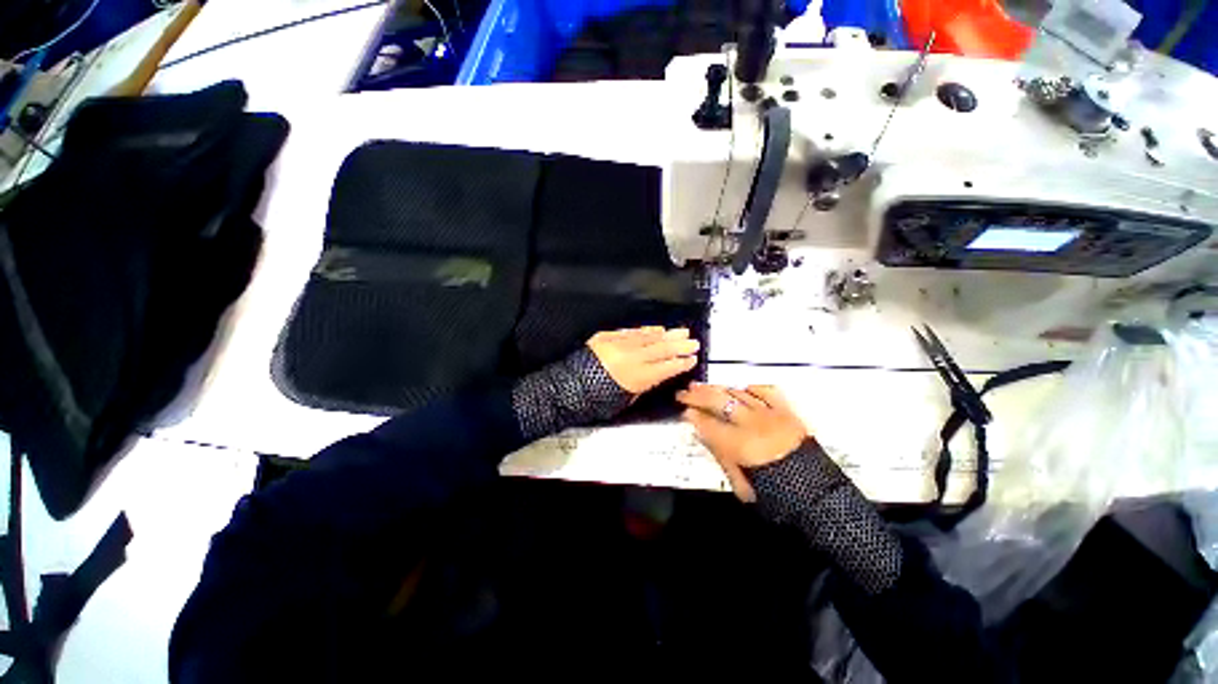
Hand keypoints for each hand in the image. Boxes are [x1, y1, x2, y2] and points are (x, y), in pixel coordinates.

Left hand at [587, 327, 699, 394]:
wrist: (568, 386)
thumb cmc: (596, 401)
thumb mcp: (625, 399)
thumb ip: (643, 385)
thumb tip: (657, 373)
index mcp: (637, 377)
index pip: (666, 367)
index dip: (681, 363)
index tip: (693, 358)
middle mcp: (631, 357)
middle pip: (661, 349)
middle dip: (679, 345)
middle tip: (693, 342)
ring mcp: (619, 344)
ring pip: (648, 337)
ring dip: (666, 334)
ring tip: (681, 332)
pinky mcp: (607, 336)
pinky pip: (631, 332)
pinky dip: (646, 331)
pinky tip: (657, 329)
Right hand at [677, 383, 806, 501]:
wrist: (818, 495)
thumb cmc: (776, 494)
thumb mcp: (741, 484)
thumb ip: (721, 456)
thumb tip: (703, 433)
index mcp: (739, 444)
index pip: (707, 423)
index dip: (692, 415)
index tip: (683, 410)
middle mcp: (751, 423)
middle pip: (717, 401)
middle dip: (696, 395)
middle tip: (683, 393)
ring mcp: (769, 414)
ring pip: (737, 393)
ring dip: (718, 389)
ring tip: (704, 386)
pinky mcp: (786, 411)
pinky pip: (766, 391)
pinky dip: (751, 389)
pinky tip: (742, 389)